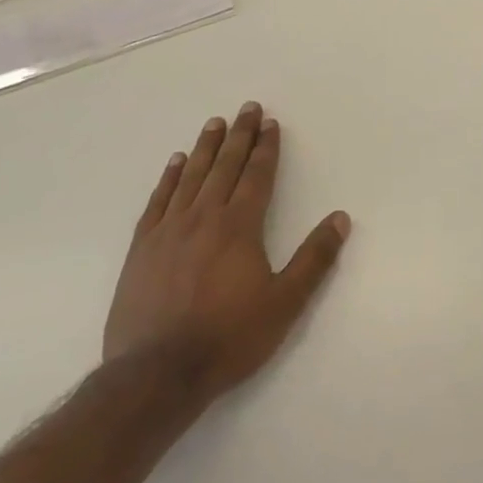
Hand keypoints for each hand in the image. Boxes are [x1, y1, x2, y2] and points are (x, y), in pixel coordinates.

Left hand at [104, 103, 350, 394]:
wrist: (155, 375)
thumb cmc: (228, 338)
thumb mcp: (284, 303)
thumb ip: (314, 259)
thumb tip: (341, 218)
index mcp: (239, 226)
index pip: (257, 175)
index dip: (266, 147)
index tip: (270, 123)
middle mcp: (204, 217)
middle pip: (225, 166)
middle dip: (239, 135)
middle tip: (247, 108)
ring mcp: (169, 230)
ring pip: (191, 176)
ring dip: (206, 147)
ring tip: (215, 123)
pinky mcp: (142, 248)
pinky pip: (158, 201)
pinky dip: (169, 177)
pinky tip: (175, 162)